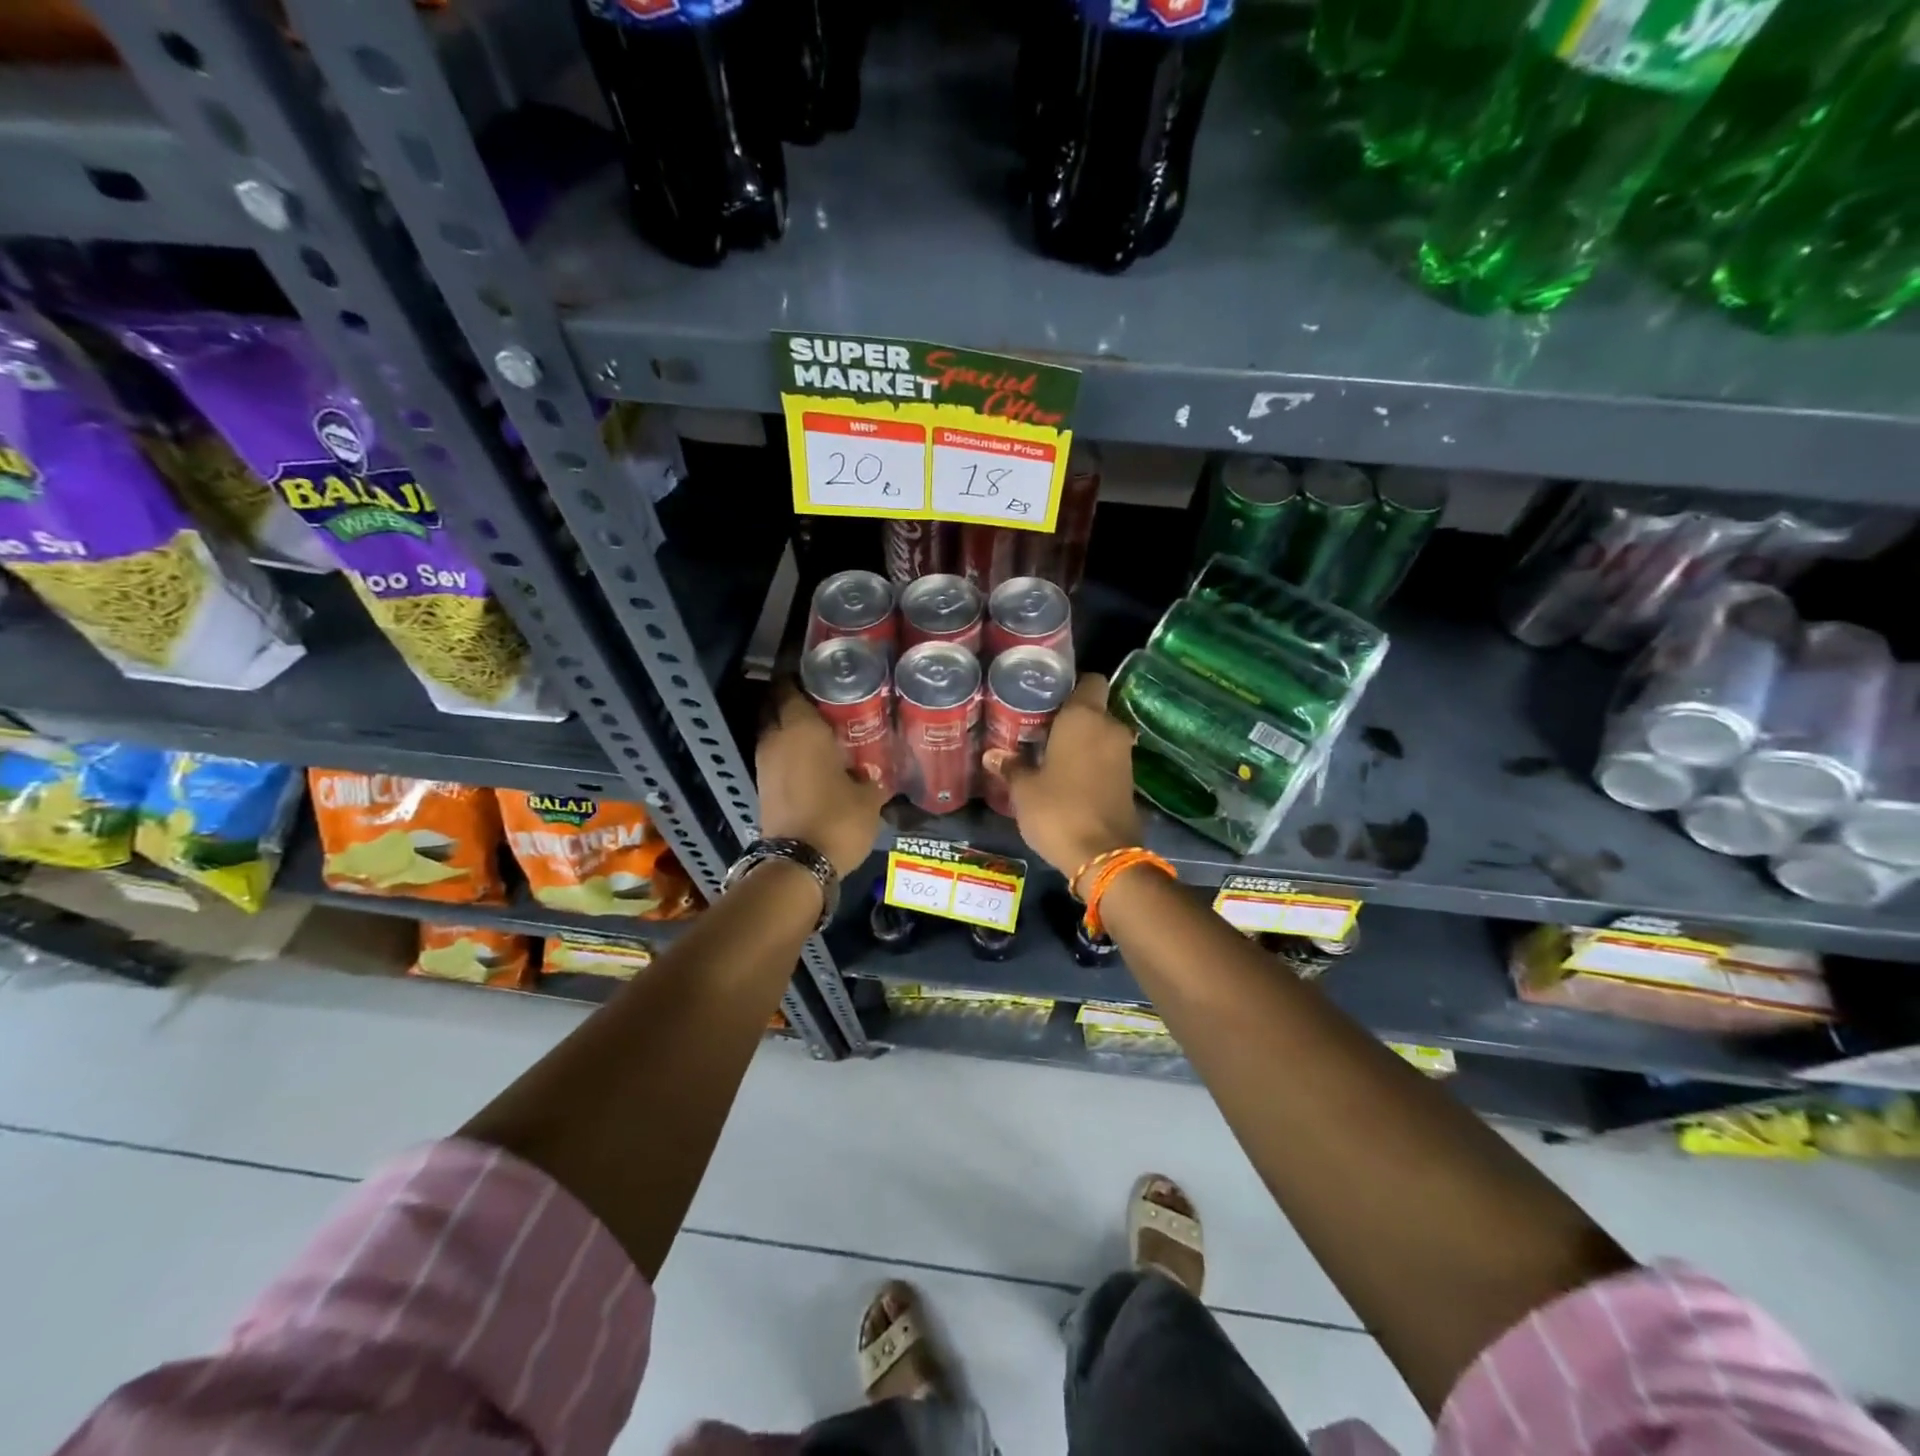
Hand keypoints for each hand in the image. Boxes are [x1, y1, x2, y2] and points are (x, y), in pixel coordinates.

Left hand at [756, 684, 886, 877]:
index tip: (823, 676)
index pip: (789, 686)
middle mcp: (775, 738)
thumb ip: (871, 776)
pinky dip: (791, 753)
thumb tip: (871, 772)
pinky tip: (816, 761)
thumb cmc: (838, 818)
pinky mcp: (763, 786)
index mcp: (800, 727)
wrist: (798, 865)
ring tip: (824, 733)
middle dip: (796, 702)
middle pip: (777, 707)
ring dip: (792, 730)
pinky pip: (776, 757)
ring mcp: (764, 763)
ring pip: (775, 733)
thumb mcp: (869, 796)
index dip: (802, 677)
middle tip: (827, 703)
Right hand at [988, 673, 1141, 891]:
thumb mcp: (1024, 789)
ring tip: (1048, 753)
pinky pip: (1106, 757)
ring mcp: (1124, 754)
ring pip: (1100, 733)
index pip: (1089, 680)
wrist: (1104, 856)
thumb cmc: (1058, 811)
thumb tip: (993, 754)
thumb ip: (1011, 766)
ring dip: (1080, 741)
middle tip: (1038, 727)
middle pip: (1093, 707)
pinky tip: (1066, 776)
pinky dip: (1090, 761)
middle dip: (1070, 715)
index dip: (1069, 684)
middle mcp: (1110, 728)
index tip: (1045, 697)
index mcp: (1085, 717)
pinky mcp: (1129, 779)